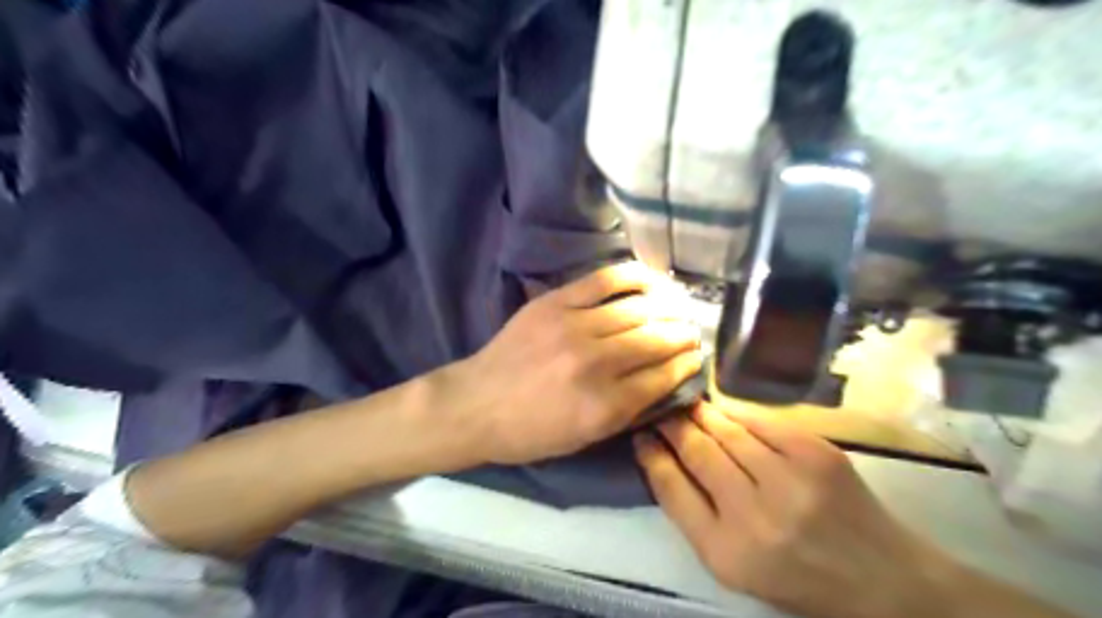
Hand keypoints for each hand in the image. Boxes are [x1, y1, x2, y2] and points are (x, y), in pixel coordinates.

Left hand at [455, 264, 696, 465]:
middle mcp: (595, 364)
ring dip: (667, 308)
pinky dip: (634, 277)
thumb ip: (628, 411)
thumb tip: (665, 380)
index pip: (663, 376)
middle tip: (693, 332)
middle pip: (656, 340)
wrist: (475, 404)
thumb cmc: (529, 432)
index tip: (695, 358)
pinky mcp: (555, 302)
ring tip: (679, 308)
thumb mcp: (583, 439)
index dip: (686, 365)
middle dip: (683, 335)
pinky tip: (653, 280)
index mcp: (604, 406)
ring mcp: (574, 327)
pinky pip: (604, 281)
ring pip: (637, 309)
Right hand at [633, 407, 952, 617]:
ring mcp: (789, 480)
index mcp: (725, 552)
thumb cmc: (796, 578)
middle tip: (660, 410)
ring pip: (726, 431)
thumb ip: (694, 514)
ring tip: (686, 405)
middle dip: (672, 425)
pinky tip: (722, 409)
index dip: (651, 454)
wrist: (883, 581)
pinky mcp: (817, 454)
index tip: (640, 434)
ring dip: (700, 414)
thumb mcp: (733, 565)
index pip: (671, 488)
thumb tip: (664, 457)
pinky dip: (735, 412)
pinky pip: (761, 421)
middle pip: (697, 452)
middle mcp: (753, 515)